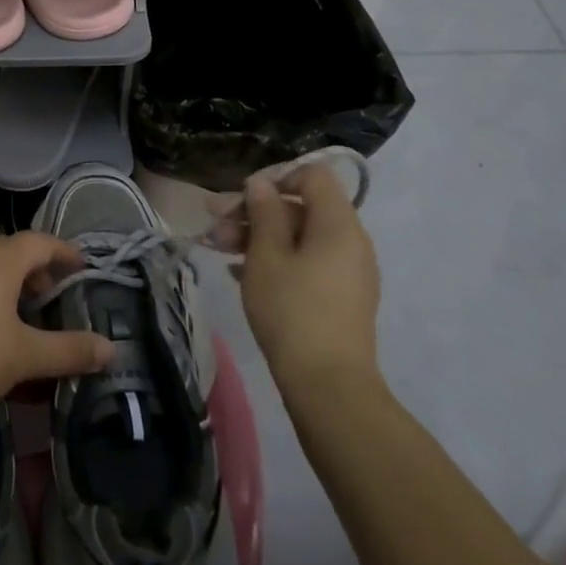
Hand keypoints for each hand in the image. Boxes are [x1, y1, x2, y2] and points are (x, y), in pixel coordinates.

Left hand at [0, 232, 114, 420]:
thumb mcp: (26, 356)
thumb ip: (70, 351)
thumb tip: (112, 349)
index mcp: (2, 259)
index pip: (41, 241)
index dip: (63, 251)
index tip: (80, 263)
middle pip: (9, 248)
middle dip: (32, 266)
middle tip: (45, 292)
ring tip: (8, 305)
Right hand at [239, 161, 381, 388]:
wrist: (328, 388)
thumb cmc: (293, 310)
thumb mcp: (267, 254)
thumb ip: (264, 212)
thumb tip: (261, 183)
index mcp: (339, 225)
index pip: (314, 176)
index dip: (277, 177)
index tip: (243, 196)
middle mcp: (351, 243)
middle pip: (301, 208)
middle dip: (255, 211)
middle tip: (214, 221)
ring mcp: (348, 274)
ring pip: (299, 238)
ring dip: (259, 237)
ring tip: (219, 248)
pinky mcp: (340, 300)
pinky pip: (306, 263)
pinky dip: (275, 260)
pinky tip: (239, 272)